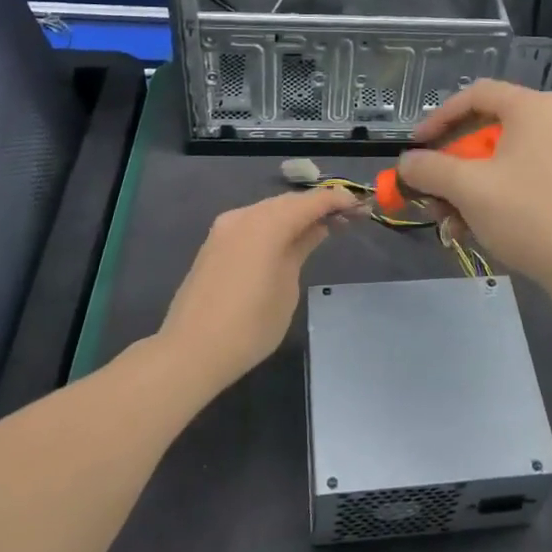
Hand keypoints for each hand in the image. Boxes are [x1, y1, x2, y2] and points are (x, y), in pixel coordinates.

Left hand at [158, 187, 356, 394]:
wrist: (190, 351)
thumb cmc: (249, 326)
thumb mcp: (287, 287)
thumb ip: (301, 248)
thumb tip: (315, 228)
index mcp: (265, 224)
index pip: (310, 202)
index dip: (337, 200)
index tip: (361, 206)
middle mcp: (243, 216)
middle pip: (288, 202)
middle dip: (317, 207)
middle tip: (347, 218)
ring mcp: (224, 229)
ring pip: (268, 211)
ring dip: (295, 216)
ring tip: (322, 229)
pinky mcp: (214, 244)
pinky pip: (252, 224)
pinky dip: (274, 226)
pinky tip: (289, 240)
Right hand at [397, 80, 551, 298]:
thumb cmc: (526, 215)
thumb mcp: (467, 188)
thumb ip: (429, 168)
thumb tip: (407, 163)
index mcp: (534, 108)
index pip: (476, 95)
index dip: (439, 117)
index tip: (418, 147)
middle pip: (490, 130)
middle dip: (453, 164)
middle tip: (433, 190)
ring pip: (507, 158)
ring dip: (472, 186)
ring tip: (452, 220)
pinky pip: (528, 176)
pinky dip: (499, 194)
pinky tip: (481, 227)